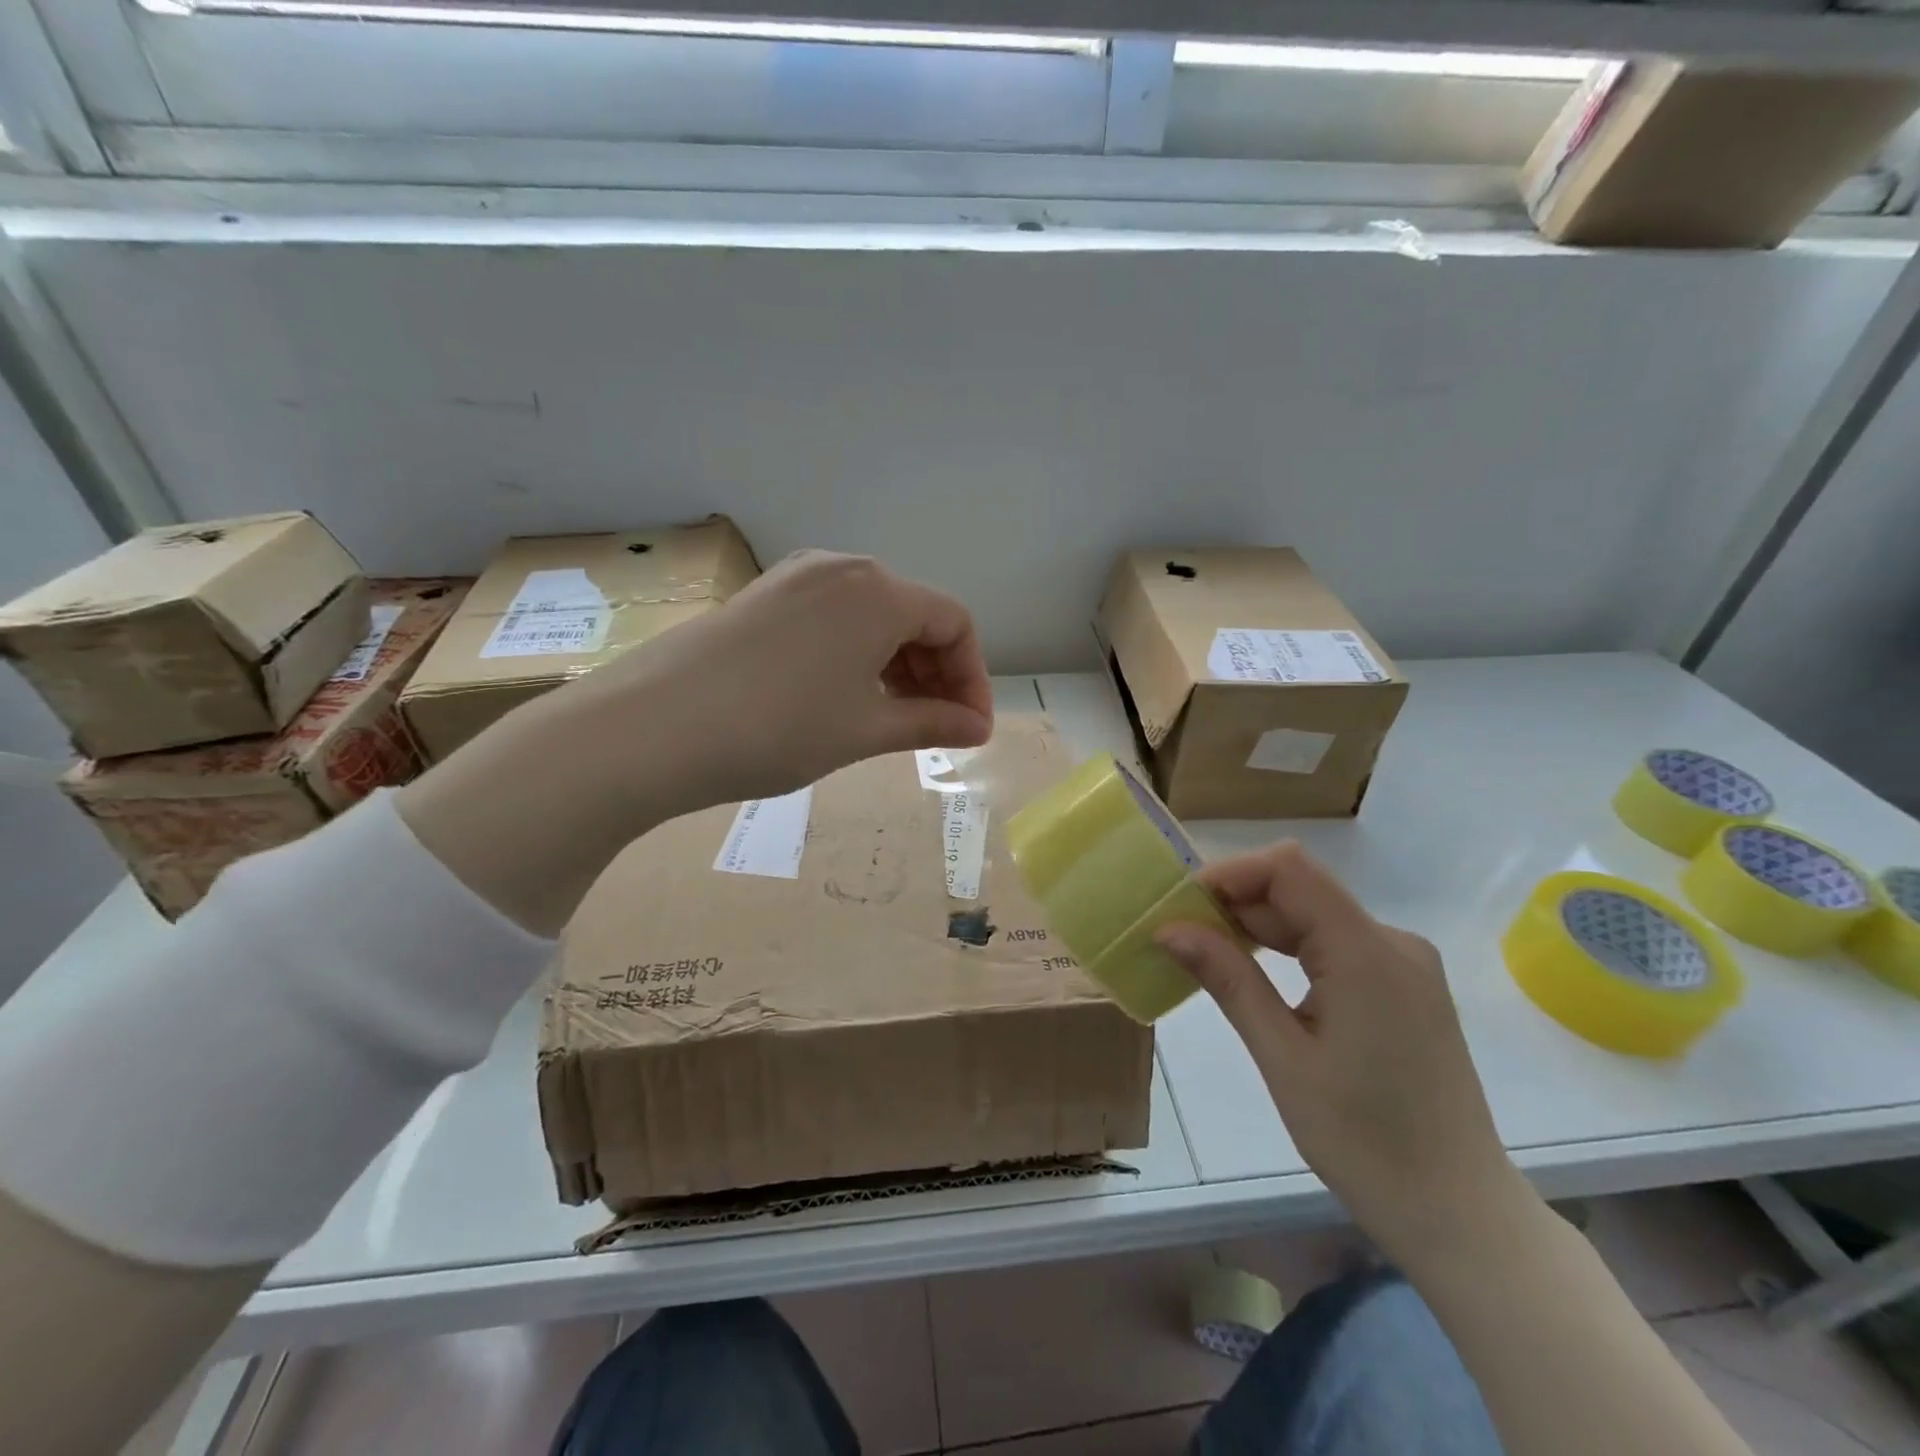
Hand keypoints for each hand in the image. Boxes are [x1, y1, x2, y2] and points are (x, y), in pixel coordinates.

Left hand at [399, 551, 992, 933]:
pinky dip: (856, 656)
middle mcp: (842, 569)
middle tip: (936, 728)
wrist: (652, 728)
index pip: (955, 623)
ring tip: (893, 720)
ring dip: (897, 665)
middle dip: (937, 673)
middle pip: (914, 614)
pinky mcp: (763, 597)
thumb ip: (931, 723)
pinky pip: (832, 619)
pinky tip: (845, 697)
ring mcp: (796, 578)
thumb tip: (977, 728)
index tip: (970, 729)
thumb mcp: (865, 729)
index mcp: (880, 592)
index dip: (973, 678)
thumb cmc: (779, 728)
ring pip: (871, 617)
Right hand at [1156, 843, 1522, 1268]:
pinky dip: (1289, 949)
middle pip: (1300, 890)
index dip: (1230, 873)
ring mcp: (1404, 965)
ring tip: (1205, 953)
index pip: (1289, 870)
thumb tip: (1169, 929)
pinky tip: (1255, 974)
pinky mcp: (1404, 988)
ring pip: (1315, 916)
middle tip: (1179, 935)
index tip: (1180, 905)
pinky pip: (1336, 944)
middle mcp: (1393, 943)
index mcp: (1367, 953)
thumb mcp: (1283, 1058)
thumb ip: (1229, 980)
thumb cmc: (1366, 1143)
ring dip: (1258, 926)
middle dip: (1235, 902)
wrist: (1461, 1218)